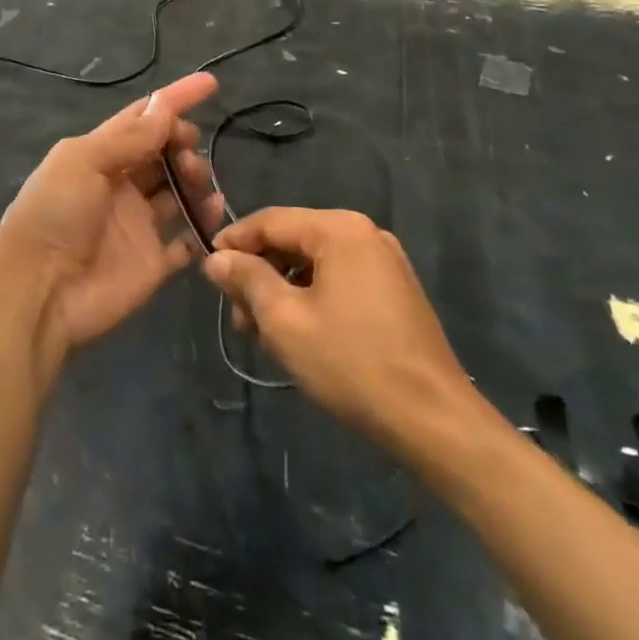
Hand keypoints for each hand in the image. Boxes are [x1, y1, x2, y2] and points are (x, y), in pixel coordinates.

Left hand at [0, 72, 222, 366]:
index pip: (142, 119)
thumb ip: (129, 138)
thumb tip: (166, 109)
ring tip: (199, 185)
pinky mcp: (152, 262)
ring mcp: (138, 225)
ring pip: (179, 192)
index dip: (174, 100)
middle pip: (163, 154)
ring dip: (195, 181)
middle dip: (183, 145)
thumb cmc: (55, 215)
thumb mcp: (84, 162)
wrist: (40, 292)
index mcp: (98, 156)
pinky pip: (186, 241)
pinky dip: (202, 227)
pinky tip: (211, 217)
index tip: (210, 84)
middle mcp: (120, 186)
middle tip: (190, 154)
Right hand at [203, 208, 474, 454]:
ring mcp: (385, 261)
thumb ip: (246, 279)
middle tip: (235, 314)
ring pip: (314, 263)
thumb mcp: (284, 320)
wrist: (433, 418)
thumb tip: (215, 258)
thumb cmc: (351, 362)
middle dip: (259, 273)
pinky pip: (339, 279)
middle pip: (293, 240)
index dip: (233, 241)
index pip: (270, 220)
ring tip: (261, 332)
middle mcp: (365, 233)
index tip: (206, 269)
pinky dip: (311, 298)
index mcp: (339, 229)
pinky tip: (297, 333)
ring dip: (282, 290)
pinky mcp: (395, 290)